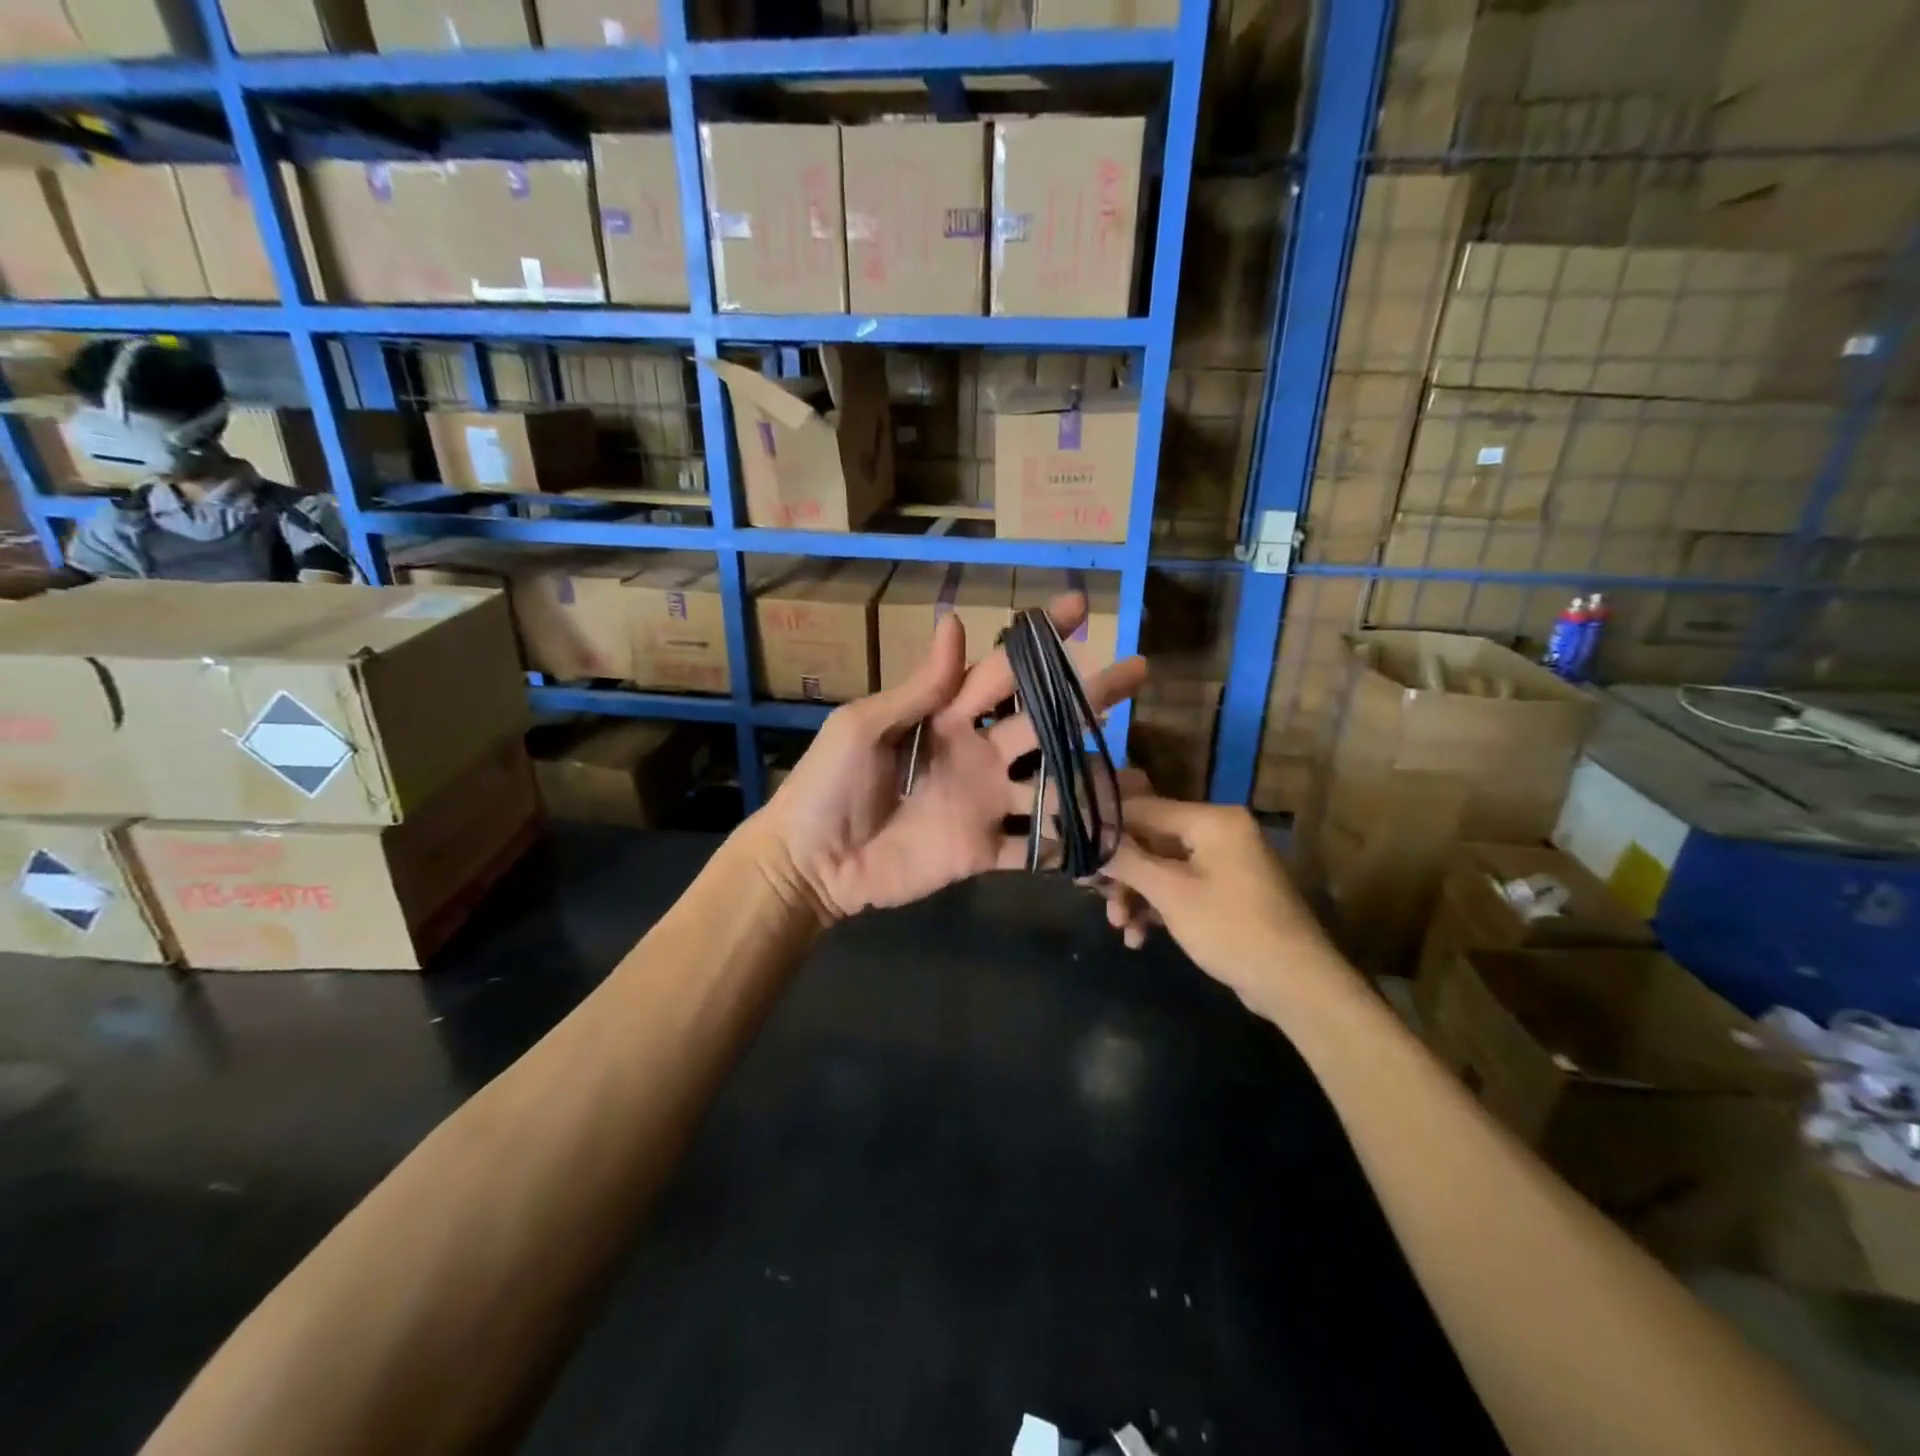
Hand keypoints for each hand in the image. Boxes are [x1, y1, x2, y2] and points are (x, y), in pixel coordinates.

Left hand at [754, 593, 1146, 922]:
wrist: (811, 862)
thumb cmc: (827, 785)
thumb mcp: (863, 726)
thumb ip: (918, 688)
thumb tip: (955, 622)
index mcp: (946, 717)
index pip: (1002, 670)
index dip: (1039, 640)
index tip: (1080, 608)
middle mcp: (976, 755)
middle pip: (1042, 722)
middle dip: (1089, 696)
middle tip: (1138, 671)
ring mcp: (984, 804)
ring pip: (1051, 786)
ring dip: (1093, 780)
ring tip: (1142, 775)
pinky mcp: (983, 851)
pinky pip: (1034, 848)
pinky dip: (1068, 847)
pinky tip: (1110, 840)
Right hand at [1098, 797, 1335, 1009]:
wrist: (1296, 984)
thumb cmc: (1231, 929)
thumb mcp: (1171, 894)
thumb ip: (1127, 861)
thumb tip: (1089, 840)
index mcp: (1212, 821)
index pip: (1144, 809)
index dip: (1106, 827)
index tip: (1074, 846)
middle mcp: (1219, 833)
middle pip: (1152, 841)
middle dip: (1122, 873)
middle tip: (1093, 895)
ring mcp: (1225, 864)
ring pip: (1163, 868)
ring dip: (1137, 896)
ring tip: (1120, 927)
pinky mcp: (1227, 893)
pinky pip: (1181, 888)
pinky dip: (1159, 908)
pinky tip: (1140, 937)